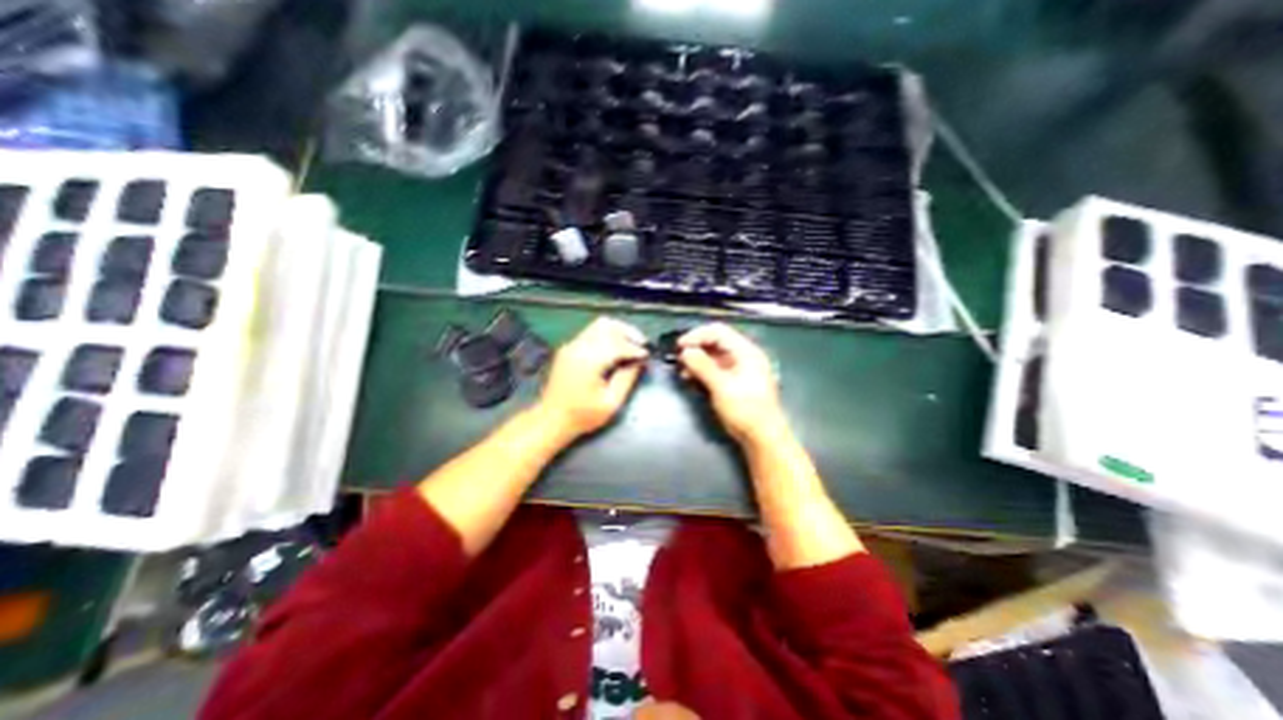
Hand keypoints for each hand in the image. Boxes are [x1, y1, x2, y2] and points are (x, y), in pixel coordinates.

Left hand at [536, 317, 646, 440]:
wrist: (551, 419)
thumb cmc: (582, 416)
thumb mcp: (611, 403)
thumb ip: (627, 379)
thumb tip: (639, 362)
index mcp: (588, 361)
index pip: (617, 343)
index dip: (635, 348)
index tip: (647, 355)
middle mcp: (578, 347)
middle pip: (607, 326)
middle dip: (628, 333)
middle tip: (642, 346)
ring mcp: (571, 346)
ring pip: (599, 325)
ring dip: (618, 331)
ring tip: (631, 345)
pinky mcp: (569, 348)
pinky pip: (591, 332)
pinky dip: (607, 335)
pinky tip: (616, 349)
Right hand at [674, 323, 788, 446]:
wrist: (763, 437)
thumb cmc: (745, 410)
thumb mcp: (722, 387)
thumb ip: (703, 366)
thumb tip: (686, 352)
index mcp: (746, 351)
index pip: (718, 331)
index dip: (697, 335)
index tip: (679, 346)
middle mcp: (744, 356)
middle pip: (716, 341)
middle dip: (696, 347)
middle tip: (679, 358)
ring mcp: (740, 369)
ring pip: (714, 355)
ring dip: (697, 360)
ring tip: (683, 371)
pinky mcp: (735, 381)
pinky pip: (716, 368)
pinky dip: (703, 370)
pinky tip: (691, 378)